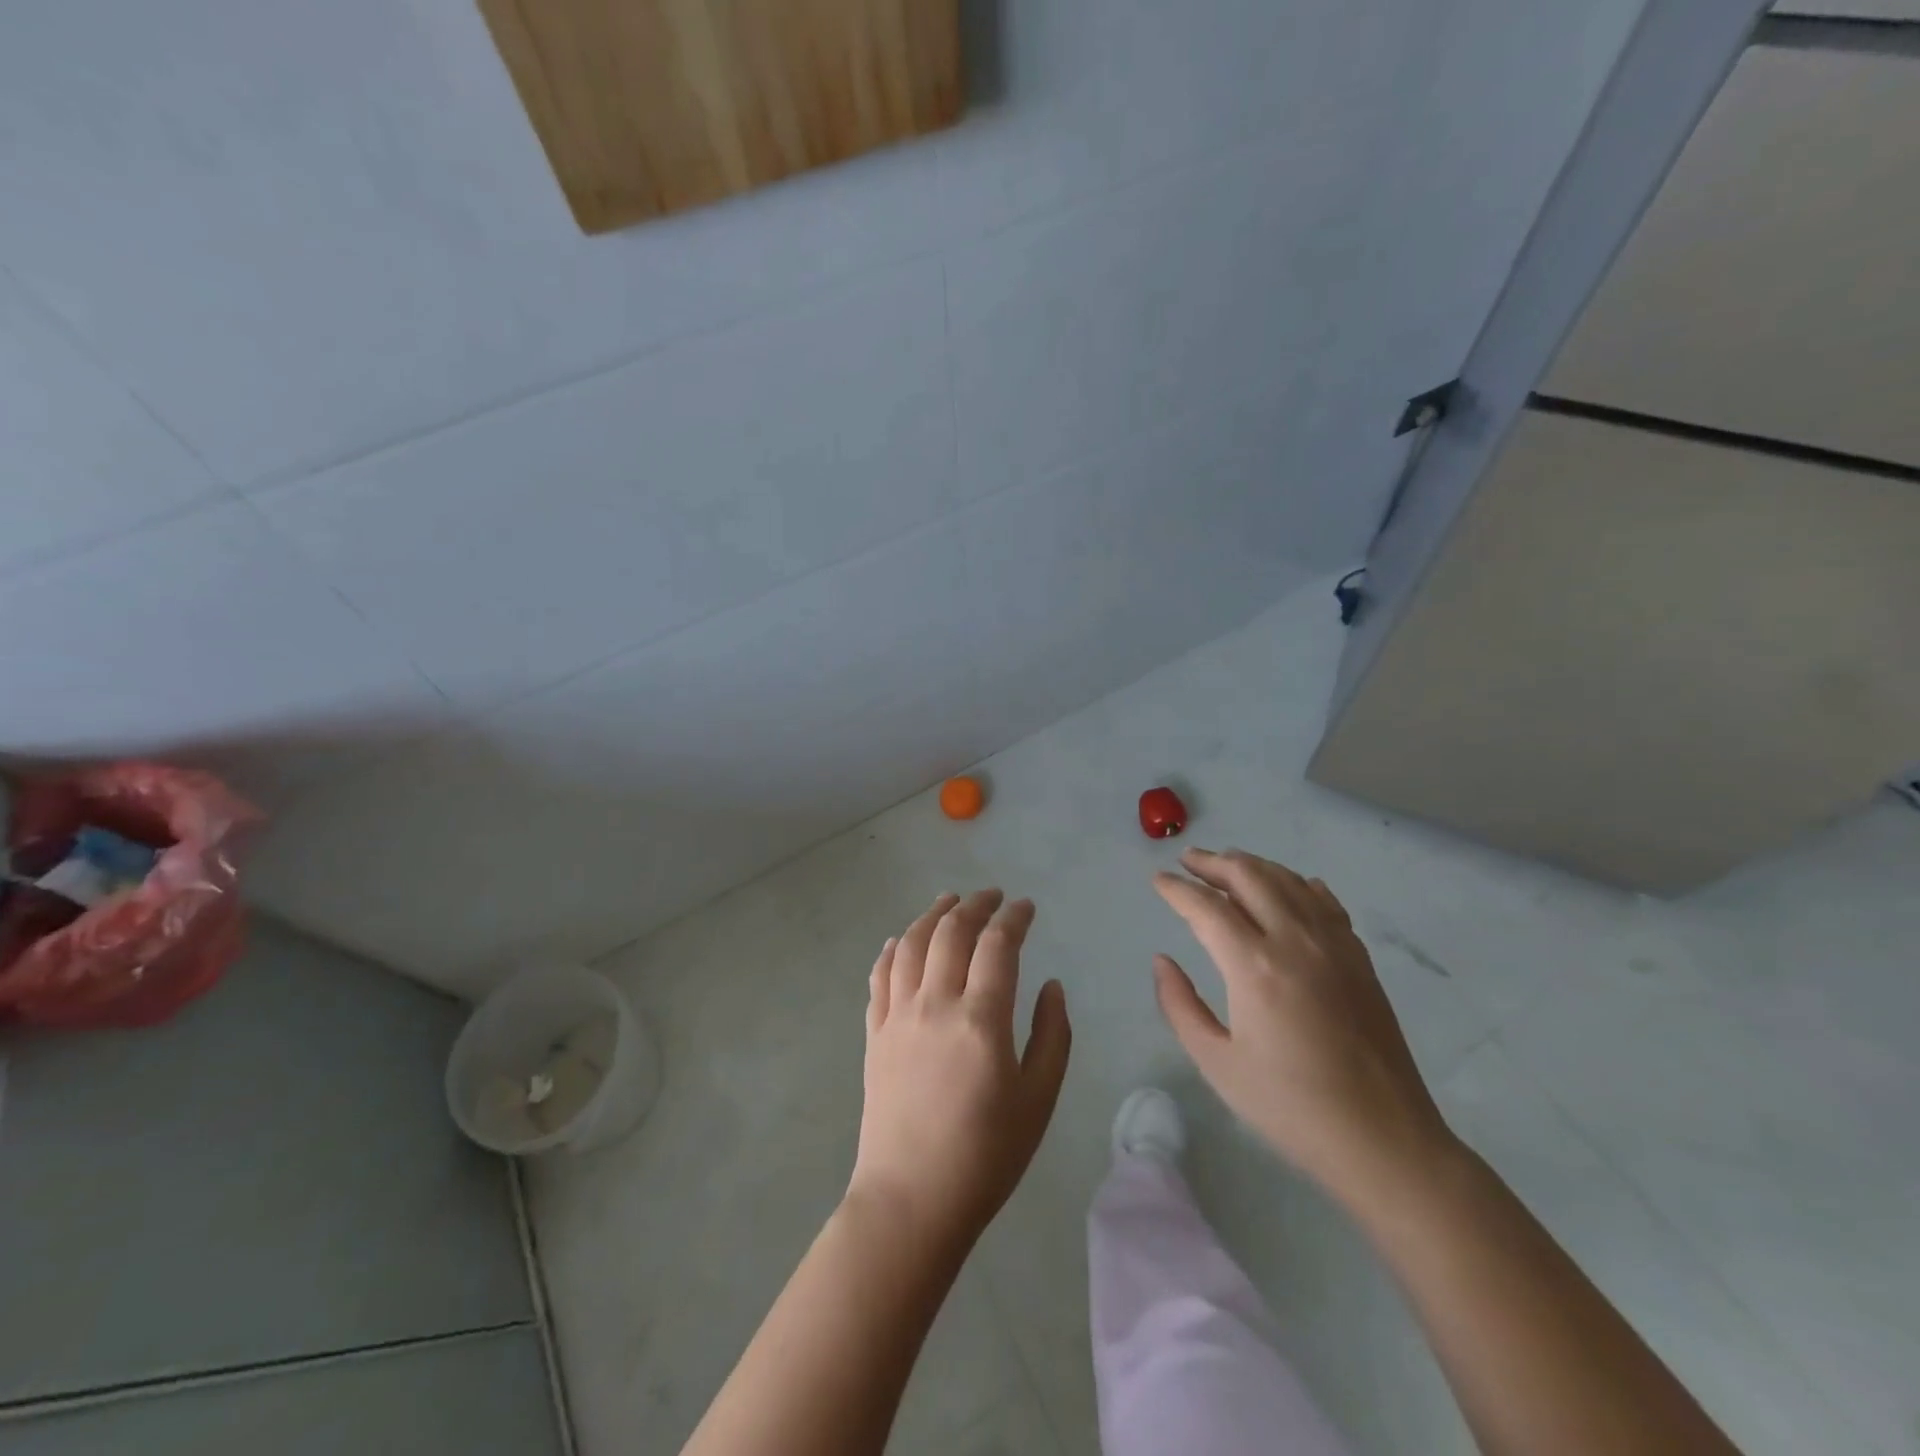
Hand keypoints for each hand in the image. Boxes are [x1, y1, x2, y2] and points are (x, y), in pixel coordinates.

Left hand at [848, 891, 1071, 1250]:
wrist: (911, 1201)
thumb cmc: (985, 1156)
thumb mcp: (1038, 1100)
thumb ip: (1051, 1036)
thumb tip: (1051, 986)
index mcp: (980, 1018)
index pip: (997, 945)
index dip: (1013, 918)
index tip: (1026, 907)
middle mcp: (935, 1004)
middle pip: (951, 932)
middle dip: (974, 905)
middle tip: (992, 896)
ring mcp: (898, 1016)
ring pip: (910, 944)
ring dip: (931, 915)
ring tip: (948, 901)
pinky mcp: (875, 1034)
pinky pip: (879, 977)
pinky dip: (891, 950)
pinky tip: (898, 941)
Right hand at [1152, 848, 1457, 1209]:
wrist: (1384, 1141)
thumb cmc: (1290, 1108)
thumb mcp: (1217, 1064)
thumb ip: (1180, 1006)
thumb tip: (1162, 961)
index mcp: (1254, 967)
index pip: (1206, 907)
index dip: (1177, 889)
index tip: (1158, 879)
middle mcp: (1294, 941)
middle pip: (1249, 877)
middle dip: (1213, 863)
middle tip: (1188, 861)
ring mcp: (1334, 945)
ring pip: (1287, 881)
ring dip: (1252, 866)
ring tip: (1227, 865)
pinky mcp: (1360, 958)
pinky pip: (1325, 902)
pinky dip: (1298, 884)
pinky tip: (1289, 887)